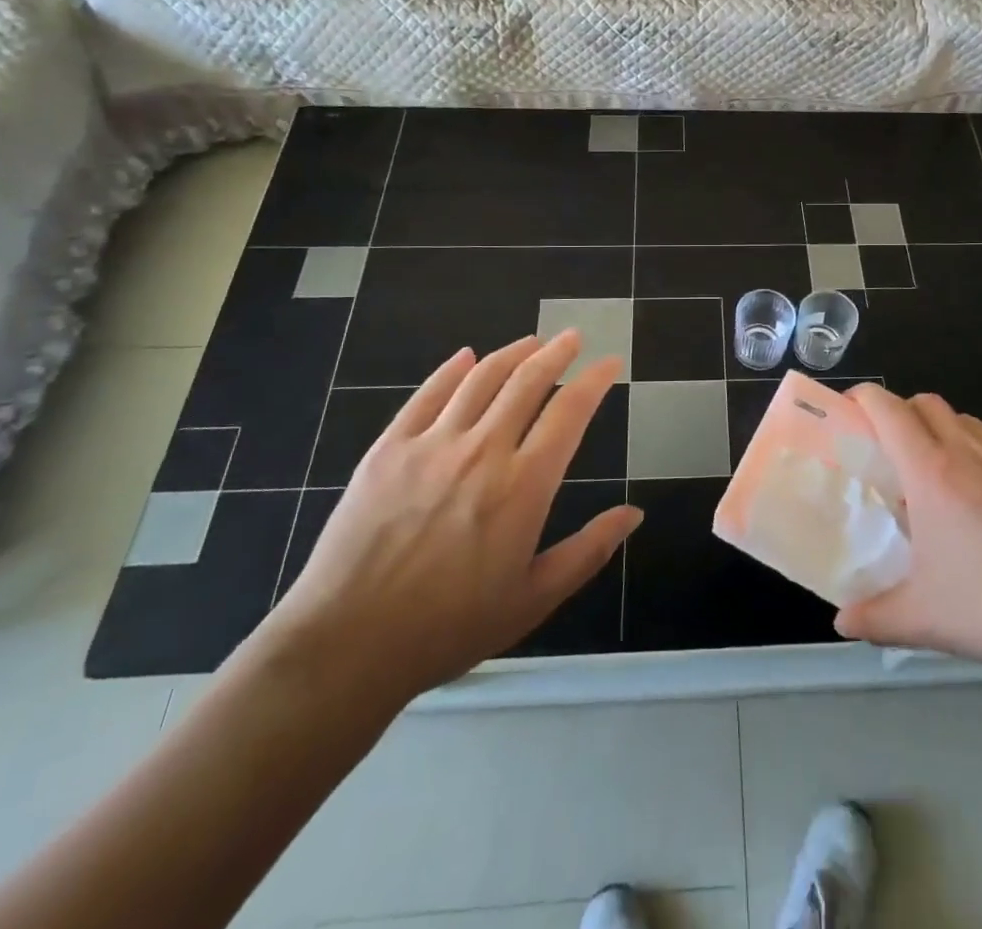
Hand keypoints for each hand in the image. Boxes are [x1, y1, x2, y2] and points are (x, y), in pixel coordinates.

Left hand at [256, 332, 640, 707]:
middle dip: (556, 353)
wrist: (347, 645)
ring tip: (531, 341)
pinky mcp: (388, 449)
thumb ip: (589, 551)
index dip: (595, 381)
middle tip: (572, 337)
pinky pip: (426, 395)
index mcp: (523, 486)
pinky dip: (451, 370)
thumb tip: (634, 514)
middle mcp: (482, 451)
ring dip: (511, 353)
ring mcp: (431, 445)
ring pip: (480, 379)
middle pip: (527, 382)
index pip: (570, 412)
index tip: (609, 363)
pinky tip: (464, 358)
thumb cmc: (450, 628)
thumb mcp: (534, 599)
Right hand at [833, 387, 981, 677]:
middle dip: (901, 412)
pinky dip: (980, 458)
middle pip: (927, 403)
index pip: (888, 409)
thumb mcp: (924, 619)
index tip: (848, 412)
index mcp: (932, 472)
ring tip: (937, 478)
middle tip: (888, 452)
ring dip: (942, 431)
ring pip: (967, 422)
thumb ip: (874, 618)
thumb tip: (843, 621)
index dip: (862, 398)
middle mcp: (970, 454)